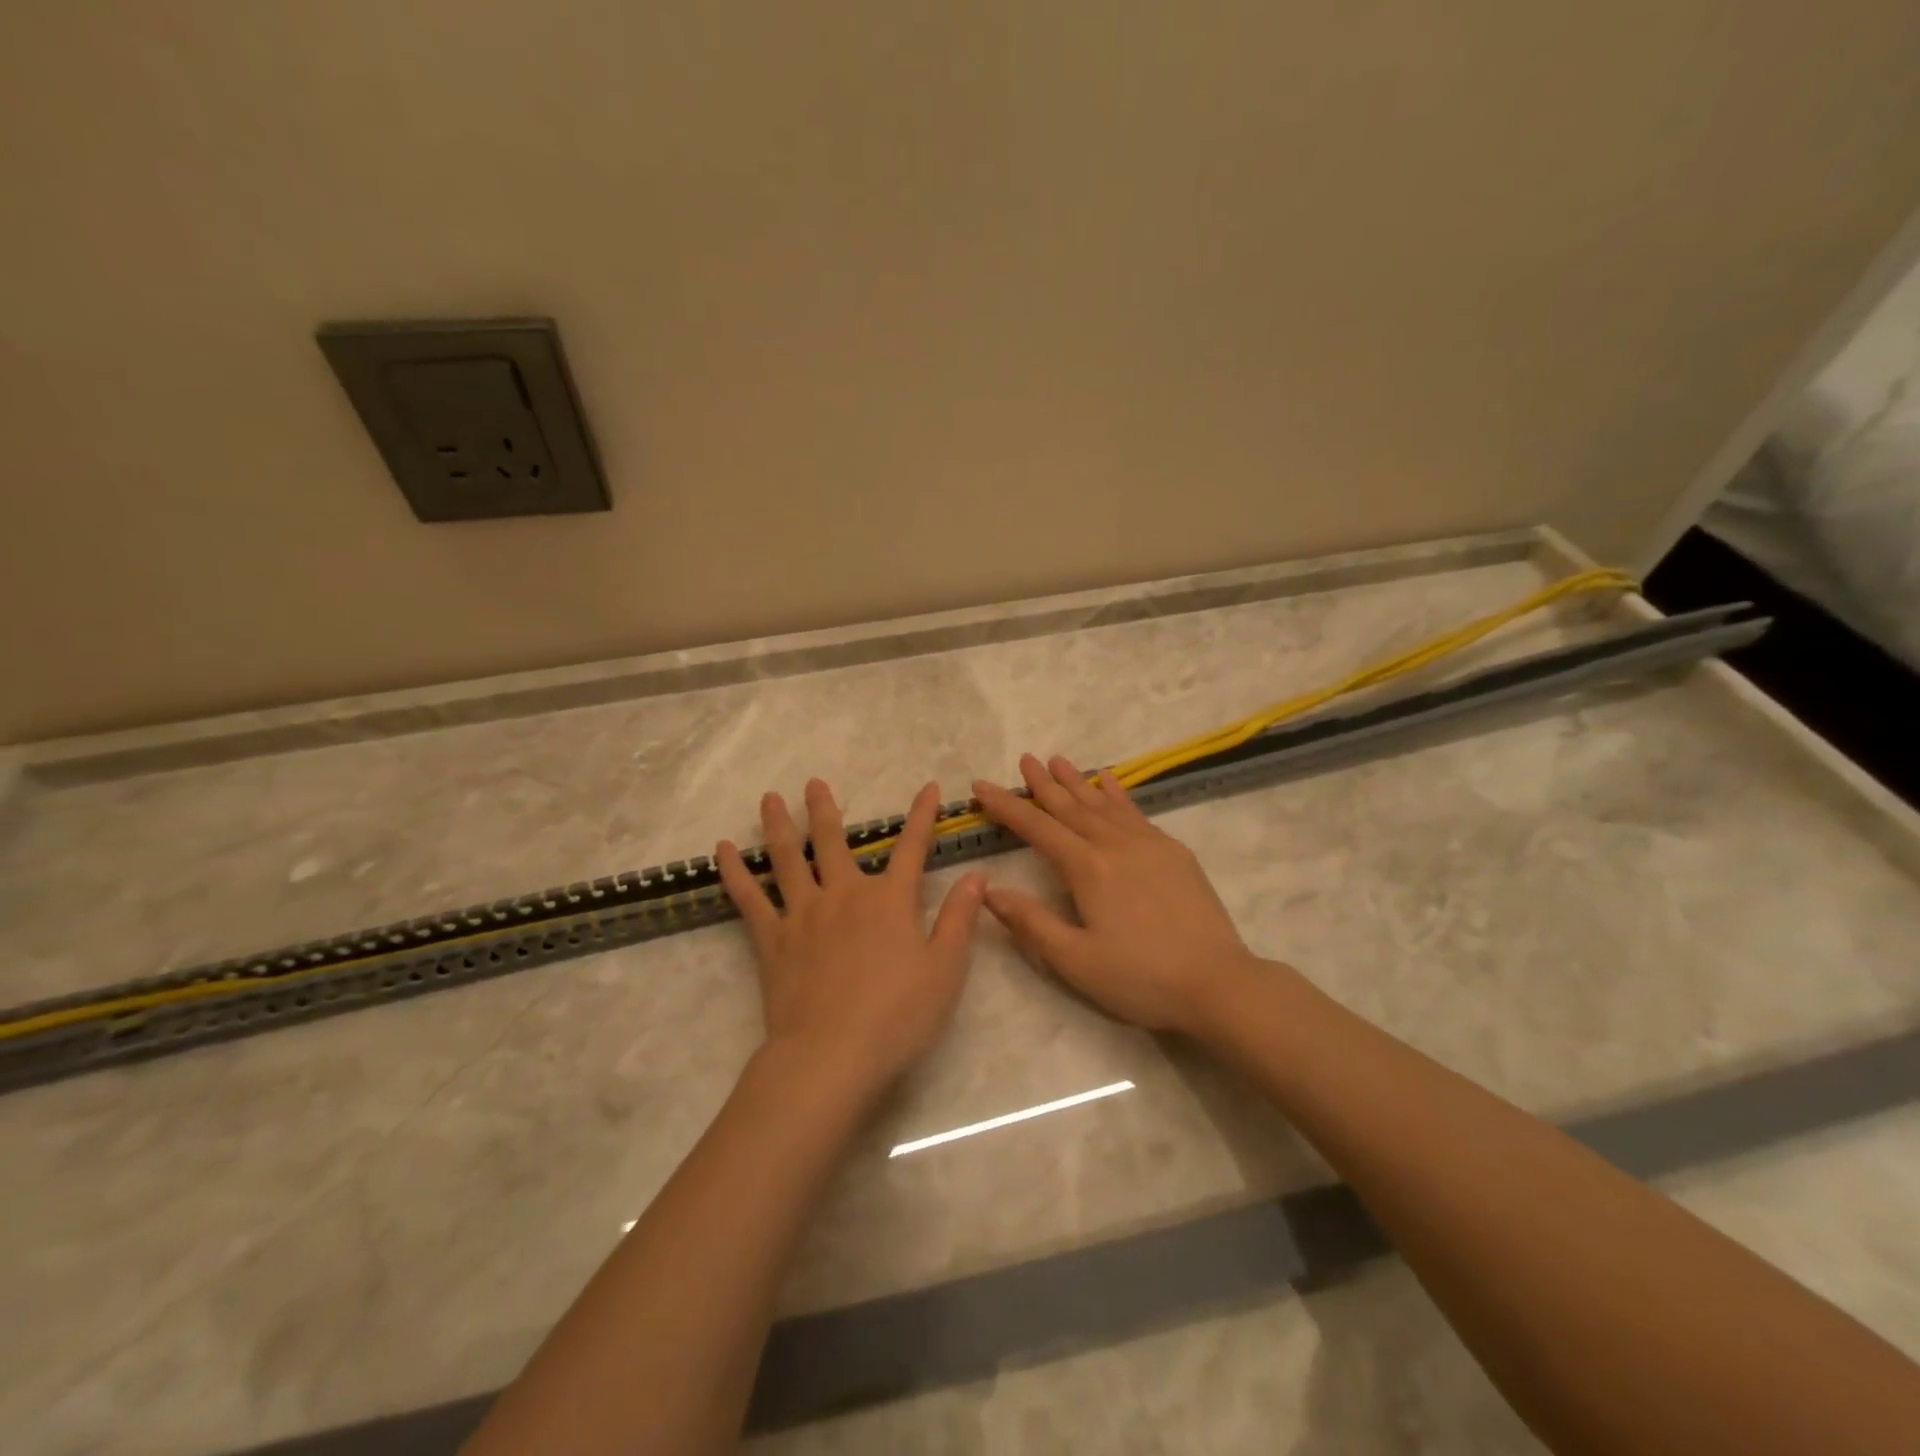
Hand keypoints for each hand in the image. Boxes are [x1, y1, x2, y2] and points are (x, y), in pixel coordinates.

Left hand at [716, 778, 985, 1095]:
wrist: (832, 1055)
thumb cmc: (897, 1016)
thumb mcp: (945, 970)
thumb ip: (960, 919)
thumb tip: (977, 876)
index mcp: (889, 900)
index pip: (913, 847)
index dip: (923, 816)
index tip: (930, 787)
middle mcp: (844, 894)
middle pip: (833, 841)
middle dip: (825, 808)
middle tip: (813, 783)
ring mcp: (803, 913)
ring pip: (788, 857)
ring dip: (779, 824)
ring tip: (768, 798)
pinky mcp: (771, 939)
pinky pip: (749, 898)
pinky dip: (734, 872)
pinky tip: (722, 850)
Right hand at [973, 754, 1259, 1034]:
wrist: (1218, 982)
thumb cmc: (1141, 977)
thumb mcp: (1076, 961)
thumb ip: (1031, 923)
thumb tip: (989, 890)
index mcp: (1087, 868)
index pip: (1037, 828)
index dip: (1006, 806)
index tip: (981, 786)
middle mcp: (1114, 844)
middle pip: (1070, 806)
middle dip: (1042, 783)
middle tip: (1024, 759)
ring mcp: (1148, 843)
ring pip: (1102, 803)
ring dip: (1077, 781)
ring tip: (1058, 760)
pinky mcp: (1173, 851)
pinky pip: (1135, 811)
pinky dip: (1117, 793)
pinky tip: (1109, 783)